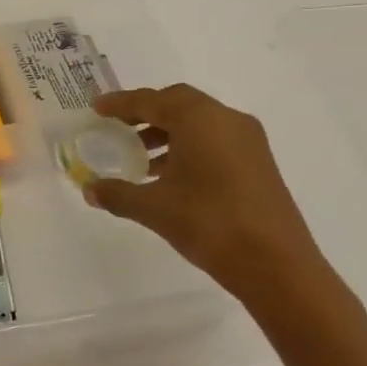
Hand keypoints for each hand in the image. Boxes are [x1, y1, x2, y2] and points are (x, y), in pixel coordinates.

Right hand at [83, 84, 346, 313]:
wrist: (276, 265)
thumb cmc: (209, 223)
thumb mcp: (153, 208)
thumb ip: (117, 194)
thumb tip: (90, 190)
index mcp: (199, 120)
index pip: (151, 100)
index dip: (121, 103)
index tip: (97, 108)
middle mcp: (226, 120)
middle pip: (178, 103)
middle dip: (146, 112)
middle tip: (118, 127)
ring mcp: (248, 141)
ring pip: (199, 122)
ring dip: (167, 131)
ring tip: (139, 156)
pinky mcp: (258, 163)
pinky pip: (215, 140)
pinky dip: (188, 146)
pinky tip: (170, 175)